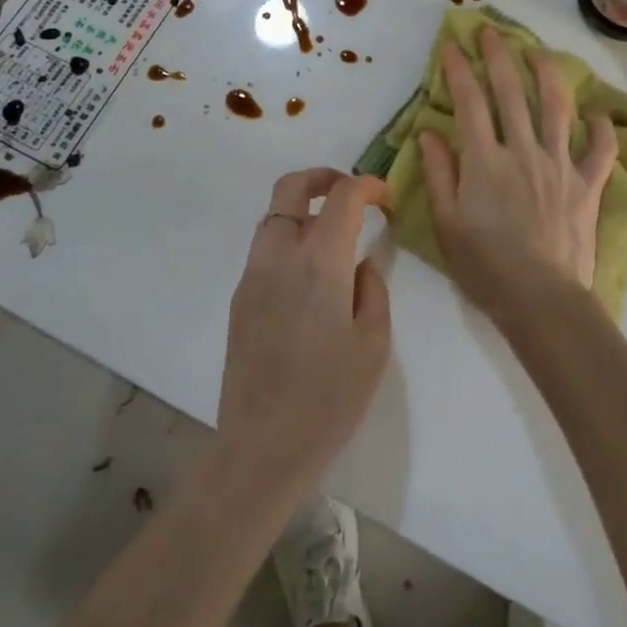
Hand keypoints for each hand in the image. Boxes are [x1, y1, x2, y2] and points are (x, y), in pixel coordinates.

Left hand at [217, 169, 390, 496]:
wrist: (261, 450)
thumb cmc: (328, 400)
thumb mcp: (373, 344)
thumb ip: (372, 289)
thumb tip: (363, 263)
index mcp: (319, 262)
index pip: (343, 196)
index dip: (368, 185)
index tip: (386, 199)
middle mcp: (280, 255)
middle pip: (292, 186)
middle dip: (324, 177)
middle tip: (352, 193)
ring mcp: (253, 274)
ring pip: (274, 215)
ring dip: (304, 209)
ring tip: (334, 236)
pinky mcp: (240, 297)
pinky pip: (266, 247)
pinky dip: (290, 239)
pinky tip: (311, 277)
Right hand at [418, 26, 618, 323]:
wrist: (541, 299)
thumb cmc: (485, 266)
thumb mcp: (446, 223)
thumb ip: (438, 172)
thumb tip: (428, 131)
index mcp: (485, 160)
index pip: (469, 102)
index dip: (459, 70)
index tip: (452, 45)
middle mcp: (522, 151)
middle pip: (510, 93)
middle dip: (499, 56)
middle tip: (491, 30)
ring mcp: (559, 165)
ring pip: (555, 108)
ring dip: (547, 75)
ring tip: (540, 52)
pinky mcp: (586, 185)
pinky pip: (599, 151)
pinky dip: (601, 130)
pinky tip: (597, 115)